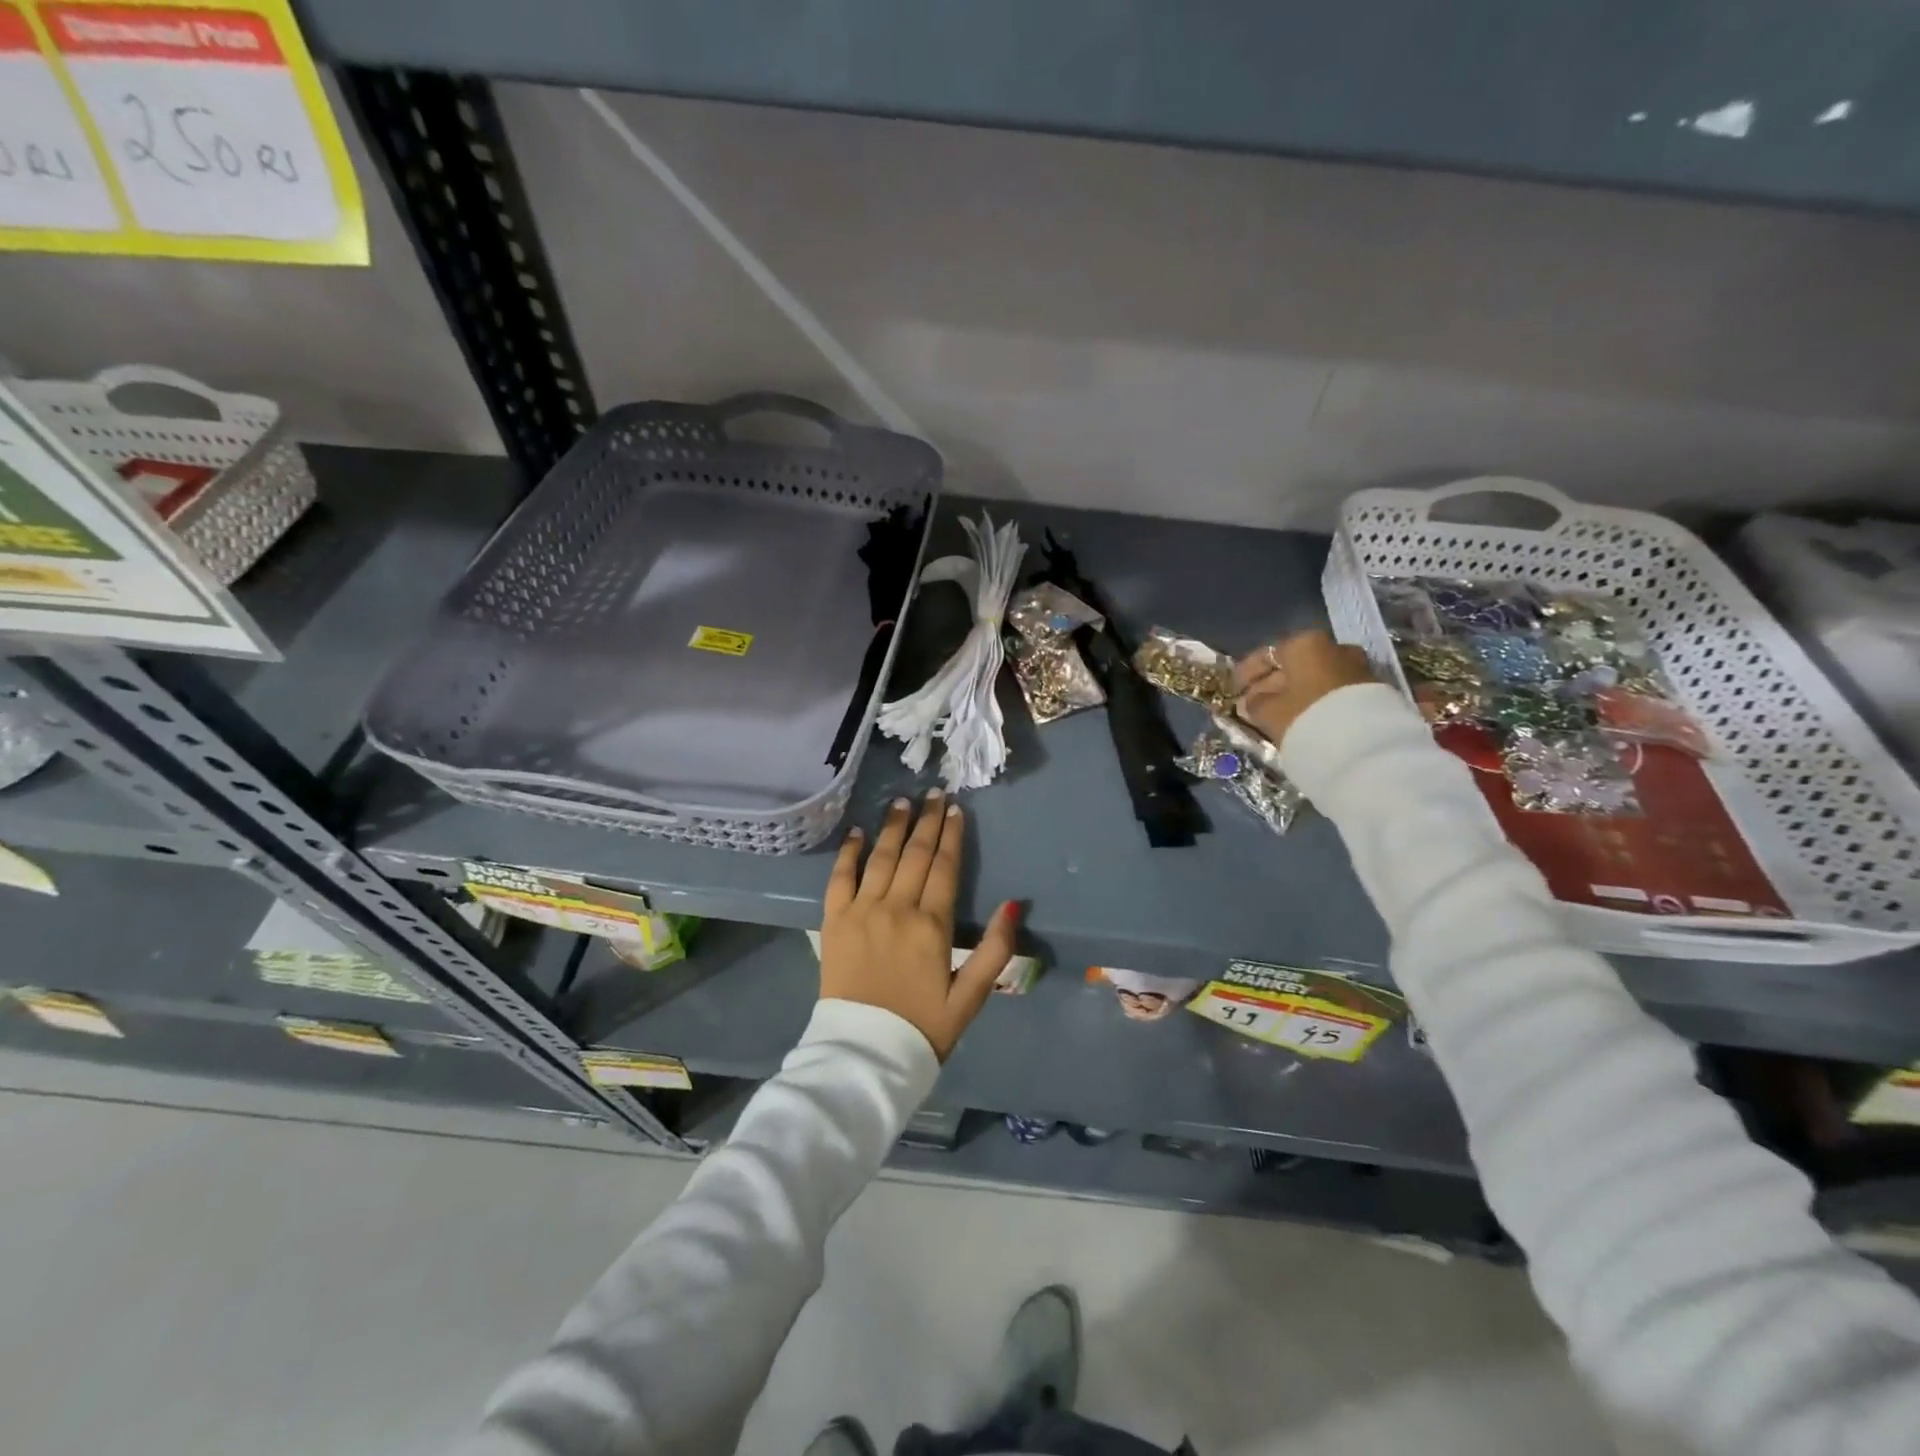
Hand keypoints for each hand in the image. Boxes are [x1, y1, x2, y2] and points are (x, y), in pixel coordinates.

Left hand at [820, 791, 1019, 1060]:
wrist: (864, 1056)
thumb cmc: (922, 1028)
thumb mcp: (970, 997)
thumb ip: (994, 950)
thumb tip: (1012, 904)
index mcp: (931, 926)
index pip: (944, 867)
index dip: (951, 835)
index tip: (955, 809)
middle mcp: (896, 909)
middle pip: (914, 855)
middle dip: (926, 821)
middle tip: (934, 793)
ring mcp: (861, 912)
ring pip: (880, 858)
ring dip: (893, 827)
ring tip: (902, 801)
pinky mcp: (834, 922)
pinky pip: (840, 878)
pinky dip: (848, 853)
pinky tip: (857, 833)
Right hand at [1233, 629, 1373, 746]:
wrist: (1363, 744)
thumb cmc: (1306, 716)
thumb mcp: (1268, 712)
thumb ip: (1255, 703)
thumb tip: (1252, 701)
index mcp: (1304, 643)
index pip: (1265, 655)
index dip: (1246, 673)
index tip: (1234, 688)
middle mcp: (1334, 647)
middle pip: (1294, 664)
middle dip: (1272, 683)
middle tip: (1254, 703)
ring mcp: (1357, 667)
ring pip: (1316, 677)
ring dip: (1296, 692)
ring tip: (1278, 714)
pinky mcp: (1372, 690)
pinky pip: (1333, 690)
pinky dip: (1316, 700)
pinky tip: (1304, 717)